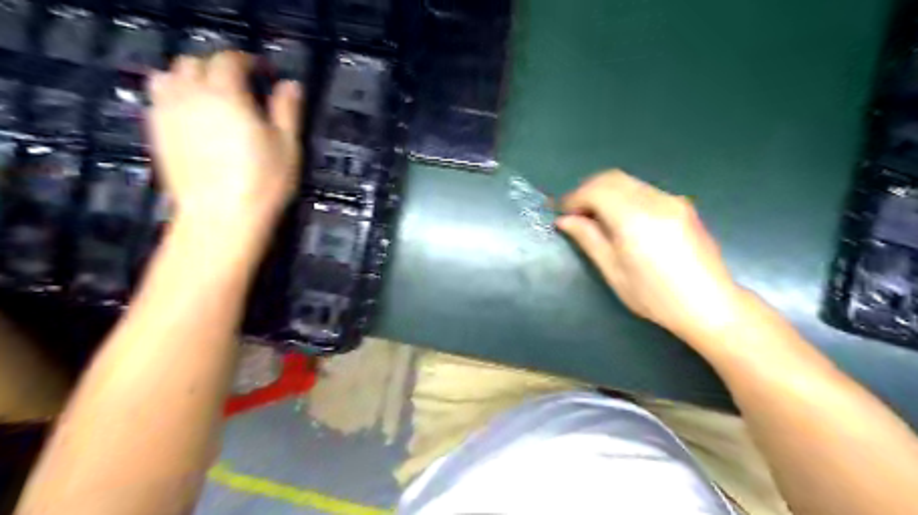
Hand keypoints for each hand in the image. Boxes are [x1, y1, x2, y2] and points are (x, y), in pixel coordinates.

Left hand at [147, 51, 303, 231]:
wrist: (220, 216)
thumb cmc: (263, 181)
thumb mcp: (288, 146)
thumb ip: (287, 110)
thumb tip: (290, 84)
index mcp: (226, 94)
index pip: (230, 60)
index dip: (247, 60)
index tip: (264, 72)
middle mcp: (190, 95)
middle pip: (195, 63)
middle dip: (218, 66)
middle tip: (240, 85)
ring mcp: (167, 113)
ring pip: (168, 76)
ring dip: (190, 78)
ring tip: (210, 96)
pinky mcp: (156, 133)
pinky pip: (158, 100)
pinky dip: (174, 97)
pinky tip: (192, 116)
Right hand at [556, 170, 748, 345]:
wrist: (711, 305)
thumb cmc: (655, 297)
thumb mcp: (614, 271)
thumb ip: (588, 239)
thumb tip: (564, 220)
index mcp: (635, 218)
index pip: (596, 189)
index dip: (573, 197)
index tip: (560, 213)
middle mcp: (655, 200)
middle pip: (612, 178)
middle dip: (587, 190)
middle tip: (573, 214)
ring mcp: (672, 200)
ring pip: (628, 182)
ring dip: (604, 192)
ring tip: (593, 218)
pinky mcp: (681, 205)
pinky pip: (643, 190)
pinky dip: (623, 197)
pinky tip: (619, 220)